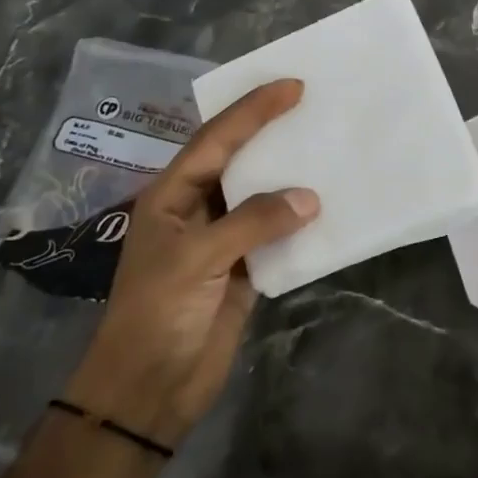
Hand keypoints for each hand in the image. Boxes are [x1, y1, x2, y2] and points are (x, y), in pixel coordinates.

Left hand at [63, 79, 317, 448]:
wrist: (148, 390)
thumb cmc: (157, 314)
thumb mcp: (197, 259)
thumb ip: (252, 222)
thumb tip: (310, 198)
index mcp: (172, 195)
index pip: (216, 140)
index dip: (252, 111)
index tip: (291, 86)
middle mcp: (198, 209)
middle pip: (240, 161)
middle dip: (272, 133)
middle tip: (314, 105)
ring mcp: (222, 240)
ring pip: (262, 197)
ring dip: (291, 177)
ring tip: (328, 148)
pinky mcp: (244, 270)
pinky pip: (277, 235)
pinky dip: (301, 222)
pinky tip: (329, 207)